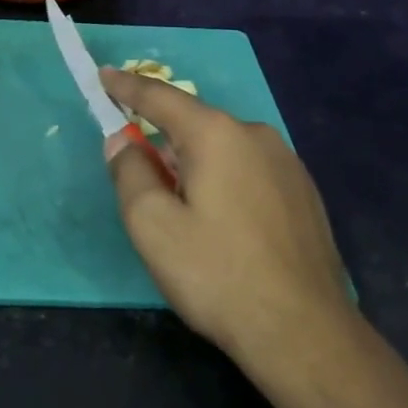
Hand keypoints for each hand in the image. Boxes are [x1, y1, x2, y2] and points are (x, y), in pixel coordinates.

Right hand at [101, 67, 351, 361]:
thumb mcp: (152, 225)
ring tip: (184, 213)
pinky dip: (224, 181)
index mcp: (216, 134)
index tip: (103, 76)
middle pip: (194, 125)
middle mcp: (256, 135)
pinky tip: (223, 225)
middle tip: (141, 177)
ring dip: (195, 165)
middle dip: (163, 140)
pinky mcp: (304, 193)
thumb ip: (129, 172)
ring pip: (224, 150)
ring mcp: (287, 163)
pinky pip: (249, 171)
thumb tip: (123, 142)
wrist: (303, 331)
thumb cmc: (217, 274)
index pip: (160, 97)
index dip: (126, 87)